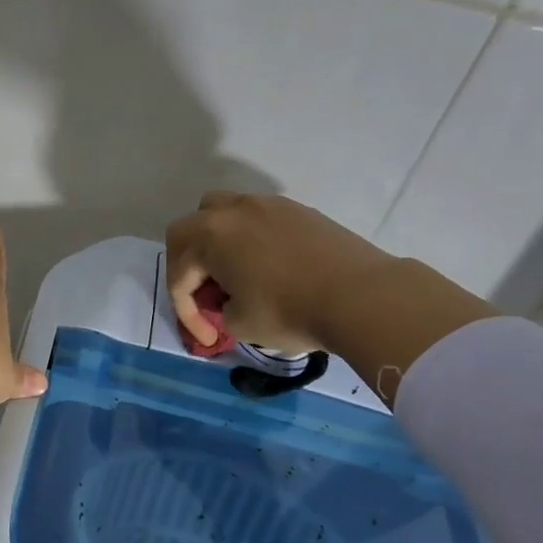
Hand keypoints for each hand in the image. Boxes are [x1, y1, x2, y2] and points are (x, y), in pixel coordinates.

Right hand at [166, 191, 391, 354]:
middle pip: (187, 230)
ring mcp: (267, 204)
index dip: (186, 312)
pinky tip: (265, 265)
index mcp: (209, 237)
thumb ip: (219, 310)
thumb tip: (227, 302)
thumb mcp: (239, 325)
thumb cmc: (290, 312)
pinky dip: (248, 237)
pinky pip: (256, 217)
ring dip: (215, 240)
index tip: (209, 337)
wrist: (362, 296)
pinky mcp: (297, 210)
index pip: (180, 275)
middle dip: (186, 264)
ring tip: (229, 270)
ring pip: (222, 211)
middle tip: (202, 294)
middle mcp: (231, 211)